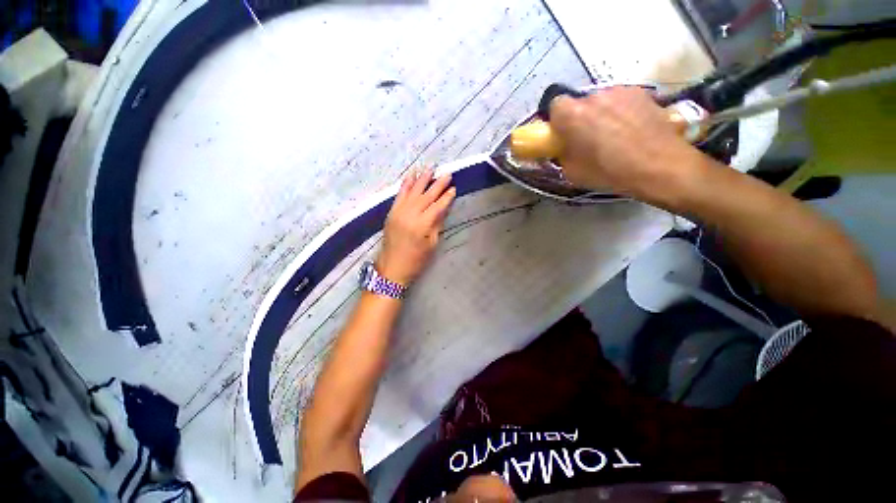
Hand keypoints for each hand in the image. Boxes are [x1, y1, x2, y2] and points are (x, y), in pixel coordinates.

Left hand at [376, 168, 455, 285]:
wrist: (392, 268)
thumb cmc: (416, 260)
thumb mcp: (431, 245)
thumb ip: (437, 224)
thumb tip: (443, 209)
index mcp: (422, 225)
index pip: (437, 207)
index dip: (446, 198)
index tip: (454, 188)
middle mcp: (410, 215)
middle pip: (426, 196)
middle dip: (437, 184)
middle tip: (447, 174)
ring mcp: (398, 212)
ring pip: (412, 191)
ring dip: (422, 179)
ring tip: (431, 167)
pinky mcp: (391, 212)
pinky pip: (399, 195)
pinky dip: (406, 184)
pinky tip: (411, 175)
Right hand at [549, 86, 709, 207]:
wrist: (658, 166)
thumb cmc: (608, 172)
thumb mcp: (572, 172)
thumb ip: (563, 154)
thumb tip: (565, 148)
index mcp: (572, 115)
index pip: (555, 105)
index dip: (558, 120)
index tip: (563, 135)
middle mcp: (594, 96)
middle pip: (580, 103)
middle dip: (580, 118)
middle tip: (588, 138)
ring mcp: (620, 91)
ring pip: (602, 101)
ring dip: (602, 114)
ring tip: (614, 135)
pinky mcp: (642, 93)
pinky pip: (622, 101)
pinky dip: (622, 112)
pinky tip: (632, 130)